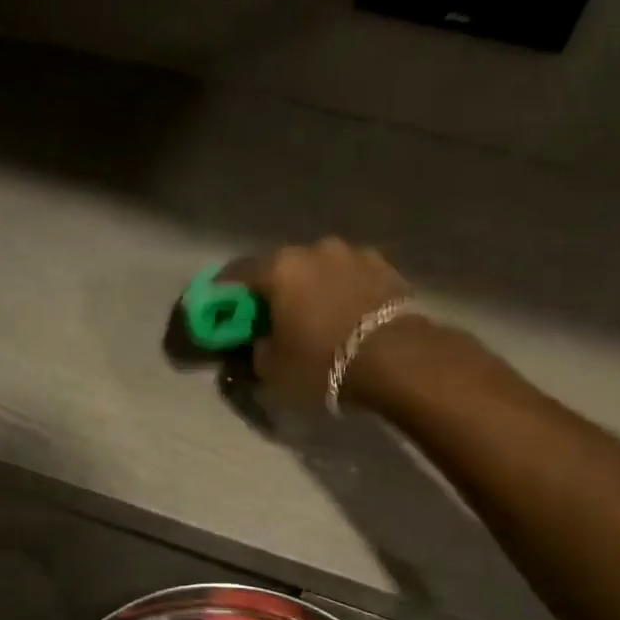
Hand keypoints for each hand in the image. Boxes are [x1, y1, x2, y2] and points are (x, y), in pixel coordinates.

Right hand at [237, 238, 421, 408]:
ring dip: (313, 288)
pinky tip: (345, 314)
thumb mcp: (274, 369)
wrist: (398, 359)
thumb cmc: (323, 363)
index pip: (237, 274)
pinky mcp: (386, 267)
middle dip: (274, 289)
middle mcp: (314, 250)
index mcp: (279, 269)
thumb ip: (258, 349)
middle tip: (272, 315)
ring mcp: (353, 254)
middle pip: (283, 268)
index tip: (220, 307)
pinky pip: (351, 278)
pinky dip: (342, 292)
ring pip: (320, 269)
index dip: (225, 292)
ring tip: (315, 315)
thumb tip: (261, 341)